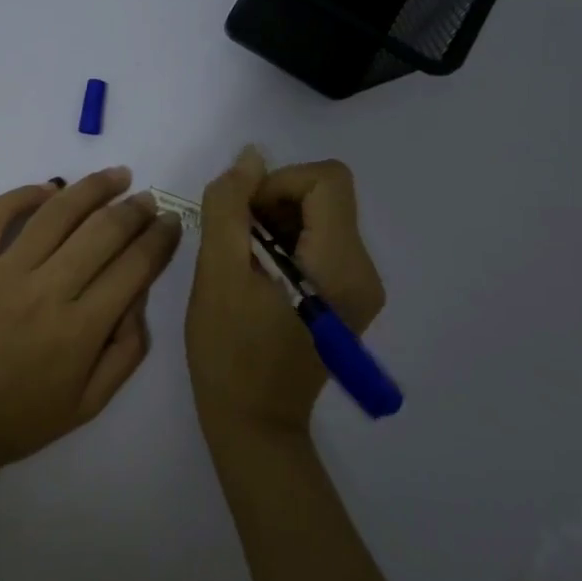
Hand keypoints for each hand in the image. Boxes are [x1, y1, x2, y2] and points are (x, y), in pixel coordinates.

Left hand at [0, 166, 183, 476]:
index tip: (173, 223)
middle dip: (135, 209)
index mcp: (81, 331)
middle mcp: (47, 291)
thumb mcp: (87, 406)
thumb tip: (139, 298)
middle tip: (148, 199)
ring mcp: (3, 272)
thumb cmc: (15, 421)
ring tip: (116, 176)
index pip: (134, 268)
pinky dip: (25, 193)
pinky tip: (49, 189)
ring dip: (92, 188)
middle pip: (103, 232)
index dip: (161, 240)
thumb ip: (126, 353)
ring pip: (57, 213)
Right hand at [185, 147, 384, 439]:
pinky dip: (284, 244)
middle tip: (234, 240)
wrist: (253, 423)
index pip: (326, 180)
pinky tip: (256, 276)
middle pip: (325, 196)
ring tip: (241, 262)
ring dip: (274, 223)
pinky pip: (318, 244)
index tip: (241, 216)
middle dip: (273, 203)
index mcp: (340, 264)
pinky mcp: (346, 298)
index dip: (278, 183)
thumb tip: (250, 157)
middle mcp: (363, 270)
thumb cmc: (230, 352)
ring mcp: (359, 287)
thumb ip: (231, 208)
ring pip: (320, 217)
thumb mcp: (218, 274)